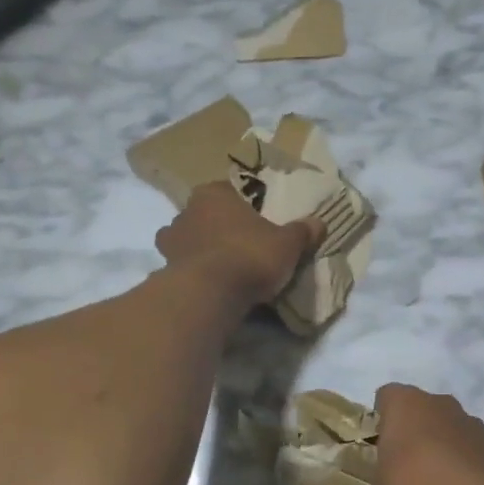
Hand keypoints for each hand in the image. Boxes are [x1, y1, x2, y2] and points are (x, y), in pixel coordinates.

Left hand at [157, 183, 321, 307]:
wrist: (211, 293)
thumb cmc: (250, 255)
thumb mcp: (287, 243)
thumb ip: (302, 231)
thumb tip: (319, 223)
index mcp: (214, 193)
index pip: (229, 191)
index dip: (245, 205)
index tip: (258, 220)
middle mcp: (186, 211)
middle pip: (206, 215)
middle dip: (220, 226)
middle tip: (243, 243)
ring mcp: (171, 241)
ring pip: (189, 239)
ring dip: (202, 249)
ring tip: (225, 267)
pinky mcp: (164, 269)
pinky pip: (183, 265)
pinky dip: (194, 272)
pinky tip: (211, 284)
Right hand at [334, 385, 483, 484]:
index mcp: (406, 406)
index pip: (386, 396)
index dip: (380, 421)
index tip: (377, 452)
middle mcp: (442, 405)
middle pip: (422, 414)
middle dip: (414, 440)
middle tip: (403, 478)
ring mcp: (479, 426)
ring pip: (455, 433)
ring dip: (446, 455)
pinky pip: (482, 458)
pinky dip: (475, 474)